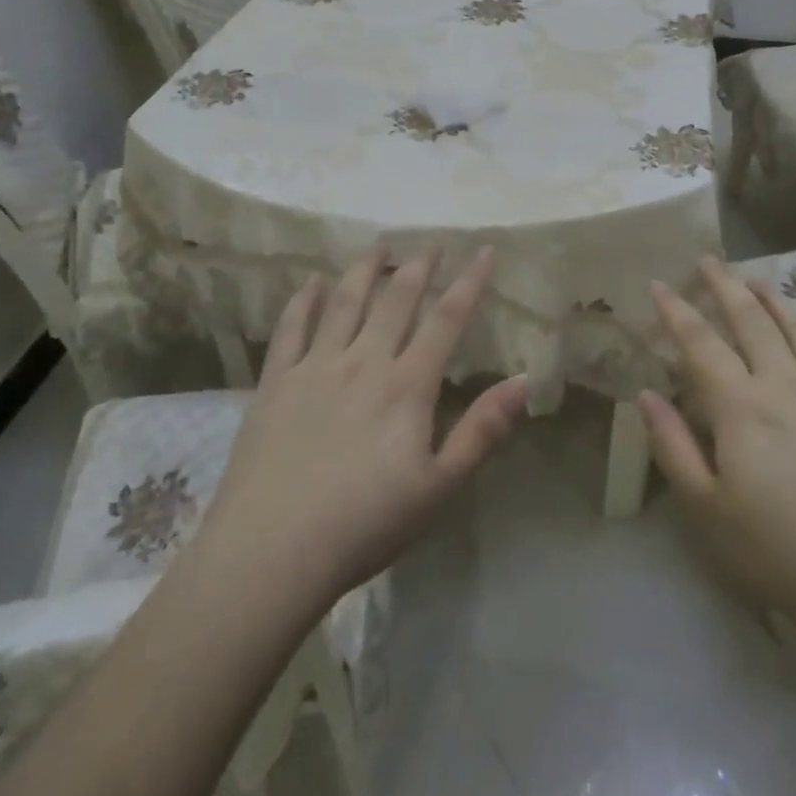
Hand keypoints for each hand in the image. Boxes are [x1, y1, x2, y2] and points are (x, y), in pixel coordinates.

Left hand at [199, 245, 530, 608]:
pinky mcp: (275, 382)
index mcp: (406, 386)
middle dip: (419, 266)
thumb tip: (524, 381)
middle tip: (432, 243)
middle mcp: (362, 362)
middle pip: (395, 300)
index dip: (469, 282)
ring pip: (345, 302)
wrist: (271, 552)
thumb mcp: (438, 487)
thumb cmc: (365, 525)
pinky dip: (305, 300)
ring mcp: (314, 367)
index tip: (483, 251)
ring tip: (378, 246)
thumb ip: (482, 431)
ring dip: (365, 269)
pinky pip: (291, 328)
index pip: (445, 320)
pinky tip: (314, 283)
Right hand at [640, 257, 795, 647]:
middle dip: (725, 286)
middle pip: (751, 320)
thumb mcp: (708, 511)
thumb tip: (646, 395)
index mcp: (741, 406)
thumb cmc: (783, 554)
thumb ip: (672, 448)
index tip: (658, 283)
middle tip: (709, 260)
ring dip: (775, 301)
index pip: (700, 342)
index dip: (676, 310)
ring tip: (758, 282)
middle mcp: (787, 384)